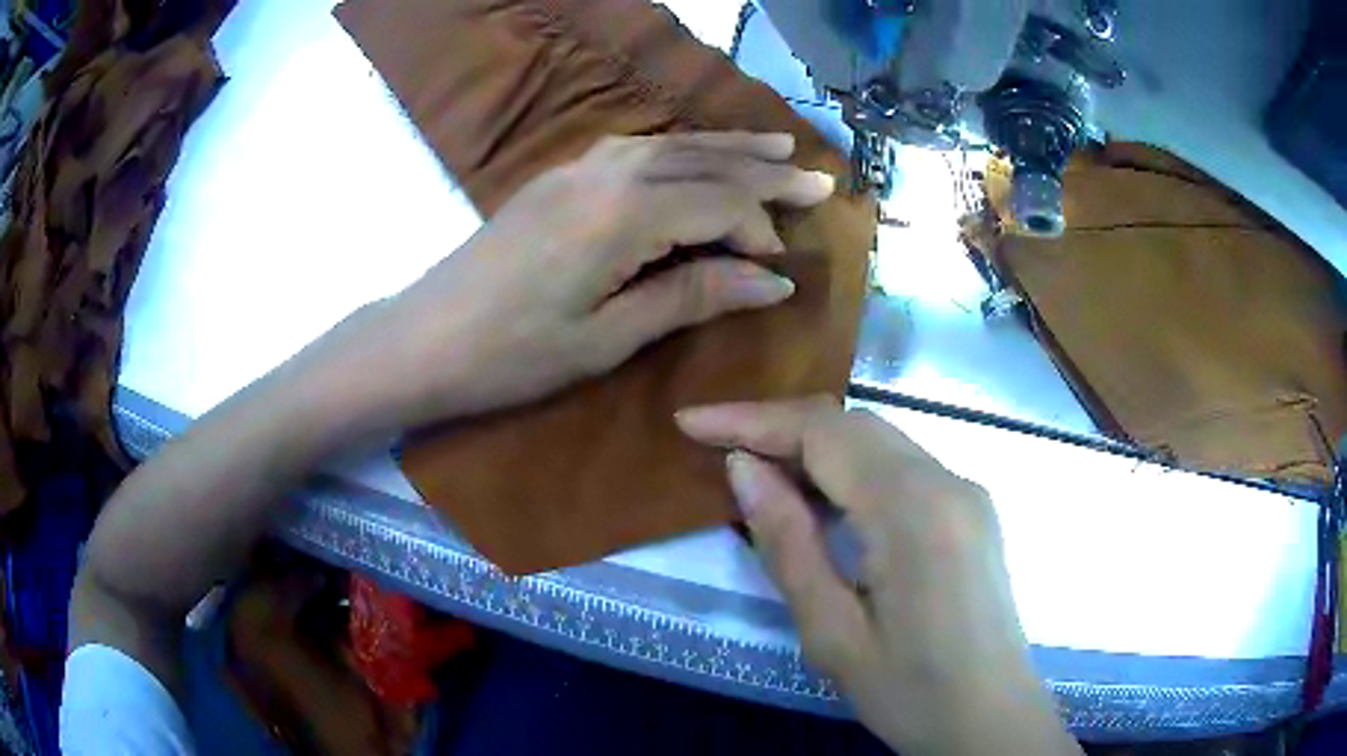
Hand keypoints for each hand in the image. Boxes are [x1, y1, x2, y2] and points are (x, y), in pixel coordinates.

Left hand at [341, 132, 835, 430]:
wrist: (423, 339)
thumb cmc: (513, 354)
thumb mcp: (608, 338)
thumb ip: (691, 296)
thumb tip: (771, 281)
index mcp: (624, 215)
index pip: (719, 206)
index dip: (759, 231)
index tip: (783, 267)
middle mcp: (607, 173)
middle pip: (703, 163)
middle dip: (764, 173)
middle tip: (817, 179)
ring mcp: (577, 168)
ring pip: (670, 146)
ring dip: (725, 148)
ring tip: (774, 150)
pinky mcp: (557, 176)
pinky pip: (635, 149)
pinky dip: (679, 149)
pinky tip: (695, 155)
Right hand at [676, 398, 1080, 755]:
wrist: (991, 720)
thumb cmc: (910, 692)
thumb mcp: (831, 633)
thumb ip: (787, 543)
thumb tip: (743, 468)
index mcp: (915, 510)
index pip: (824, 431)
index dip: (752, 418)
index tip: (690, 421)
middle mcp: (949, 479)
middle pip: (853, 424)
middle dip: (780, 427)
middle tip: (718, 449)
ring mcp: (967, 491)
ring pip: (878, 441)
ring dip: (815, 447)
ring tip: (759, 473)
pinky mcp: (971, 510)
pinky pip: (902, 467)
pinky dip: (851, 470)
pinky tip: (822, 501)